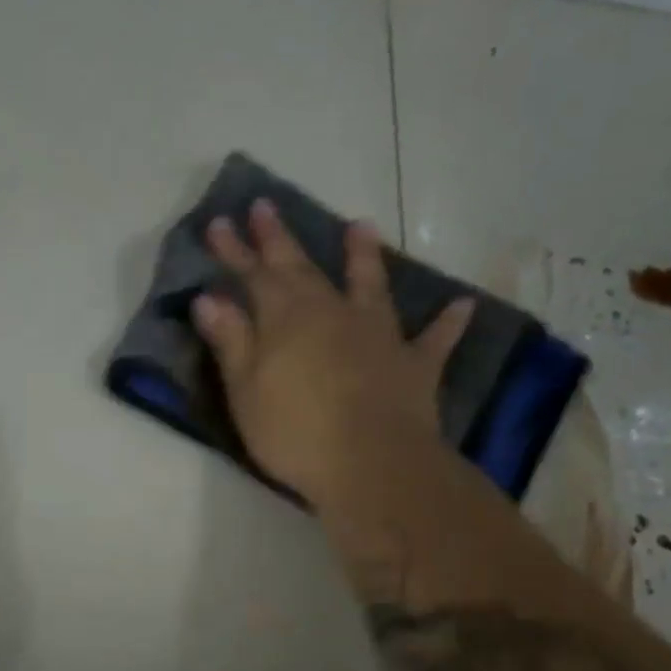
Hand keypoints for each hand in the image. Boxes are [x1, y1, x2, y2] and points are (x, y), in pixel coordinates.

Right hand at [191, 200, 470, 512]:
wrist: (371, 464)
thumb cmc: (296, 433)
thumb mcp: (246, 391)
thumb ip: (231, 341)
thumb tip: (209, 298)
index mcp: (286, 319)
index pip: (254, 275)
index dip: (234, 250)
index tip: (219, 222)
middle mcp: (333, 313)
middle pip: (302, 268)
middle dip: (280, 238)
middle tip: (266, 205)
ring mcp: (379, 335)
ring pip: (370, 285)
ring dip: (363, 256)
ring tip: (361, 226)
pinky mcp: (414, 364)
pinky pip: (435, 339)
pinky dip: (446, 323)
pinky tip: (461, 305)